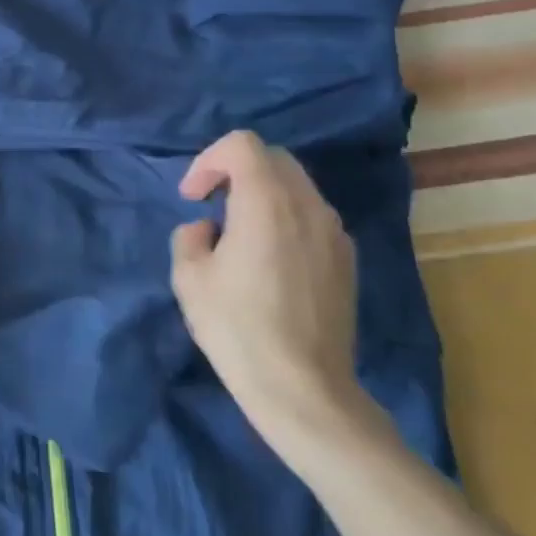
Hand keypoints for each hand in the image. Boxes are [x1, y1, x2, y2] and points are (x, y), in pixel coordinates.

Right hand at [170, 131, 371, 459]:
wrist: (305, 392)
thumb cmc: (239, 329)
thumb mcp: (189, 278)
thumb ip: (190, 235)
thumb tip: (209, 229)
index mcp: (267, 201)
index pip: (242, 144)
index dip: (209, 159)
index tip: (193, 196)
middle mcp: (308, 205)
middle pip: (272, 158)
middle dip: (236, 170)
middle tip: (212, 204)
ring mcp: (334, 233)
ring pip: (296, 186)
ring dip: (262, 194)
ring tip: (240, 234)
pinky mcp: (347, 260)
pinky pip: (312, 216)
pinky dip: (286, 218)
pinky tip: (270, 261)